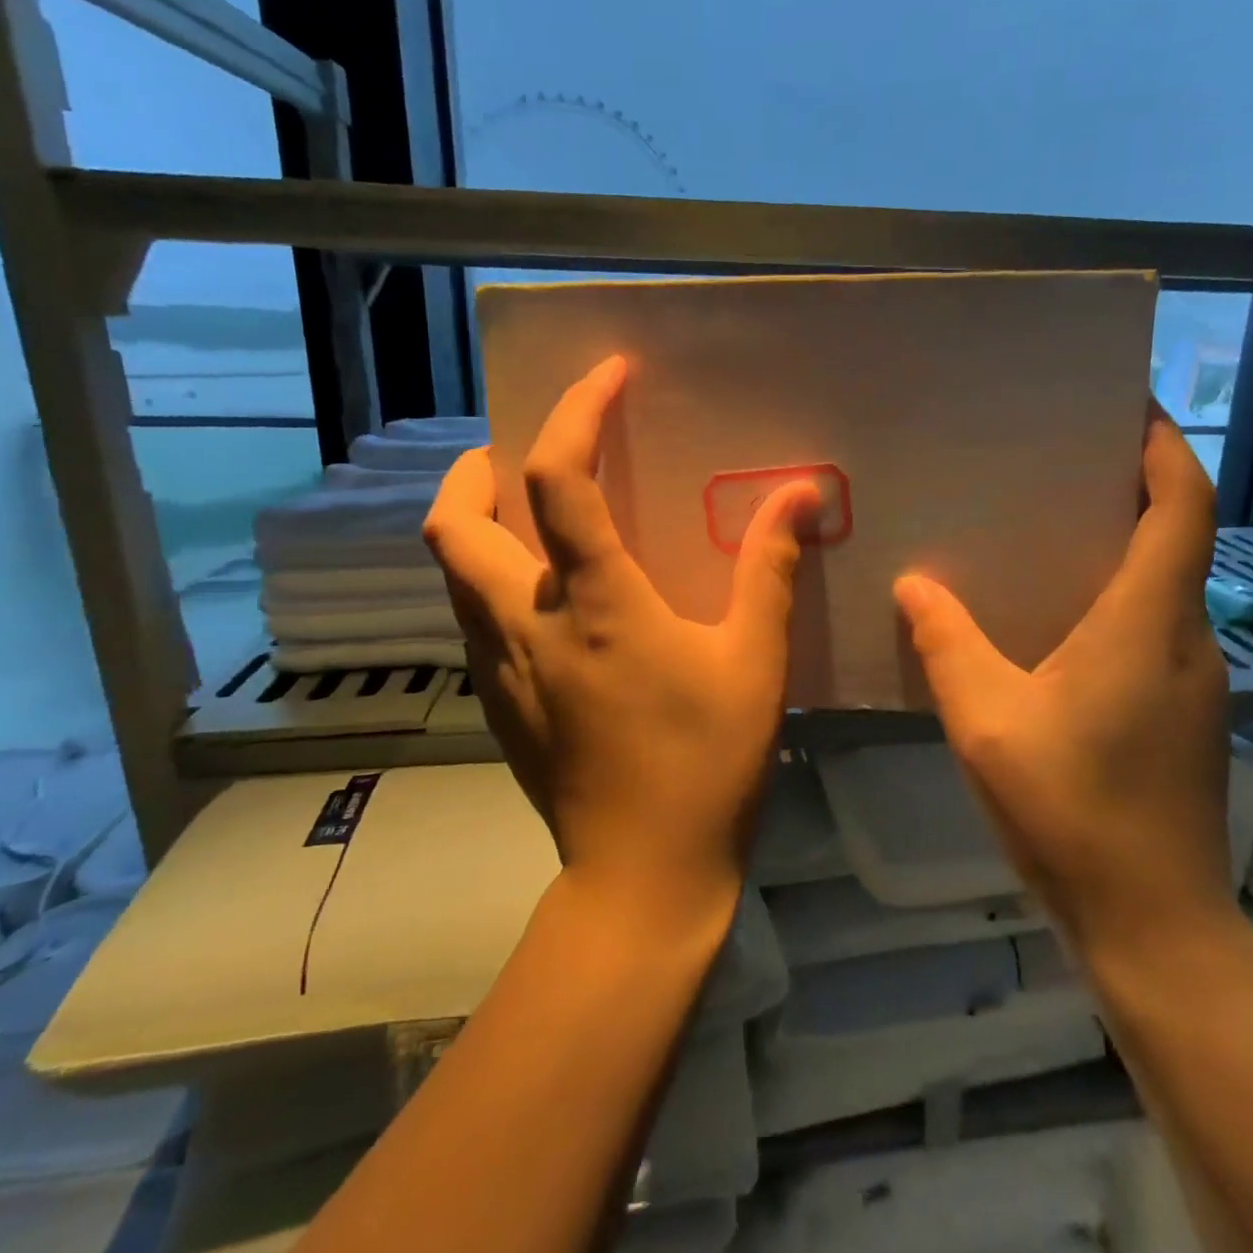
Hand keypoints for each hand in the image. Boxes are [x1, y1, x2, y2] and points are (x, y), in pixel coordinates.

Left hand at [423, 356, 819, 925]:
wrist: (643, 876)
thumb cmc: (706, 764)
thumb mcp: (755, 661)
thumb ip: (771, 570)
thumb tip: (800, 495)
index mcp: (593, 603)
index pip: (558, 479)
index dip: (576, 412)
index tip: (607, 375)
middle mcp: (524, 623)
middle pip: (454, 522)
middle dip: (475, 468)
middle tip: (523, 454)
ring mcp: (498, 668)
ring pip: (451, 571)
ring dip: (476, 522)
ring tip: (530, 514)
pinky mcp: (497, 704)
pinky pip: (471, 617)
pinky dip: (490, 579)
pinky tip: (544, 597)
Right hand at [894, 403, 1233, 954]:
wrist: (1153, 923)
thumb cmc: (1072, 810)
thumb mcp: (986, 720)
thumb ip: (947, 644)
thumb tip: (914, 585)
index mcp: (1147, 621)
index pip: (1183, 505)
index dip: (1165, 448)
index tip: (1130, 409)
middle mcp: (1186, 637)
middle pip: (1178, 537)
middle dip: (1133, 488)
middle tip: (1059, 465)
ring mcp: (1193, 681)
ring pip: (1165, 587)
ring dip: (1121, 549)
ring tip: (1045, 535)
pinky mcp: (1184, 716)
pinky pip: (1153, 630)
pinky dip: (1114, 602)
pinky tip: (1052, 626)